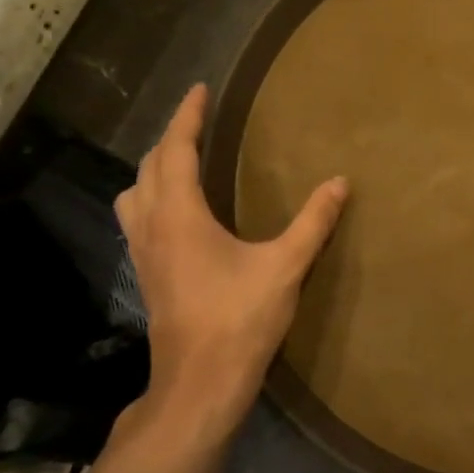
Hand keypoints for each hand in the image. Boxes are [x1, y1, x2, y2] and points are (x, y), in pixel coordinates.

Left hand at [114, 84, 348, 437]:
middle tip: (196, 122)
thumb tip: (339, 182)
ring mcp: (143, 254)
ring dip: (154, 170)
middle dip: (171, 139)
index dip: (187, 117)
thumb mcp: (285, 265)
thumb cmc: (240, 319)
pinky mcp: (147, 275)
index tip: (200, 90)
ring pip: (134, 195)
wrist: (200, 382)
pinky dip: (153, 198)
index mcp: (180, 216)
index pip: (176, 151)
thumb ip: (313, 221)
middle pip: (148, 168)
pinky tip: (179, 213)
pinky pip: (139, 219)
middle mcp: (152, 227)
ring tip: (181, 162)